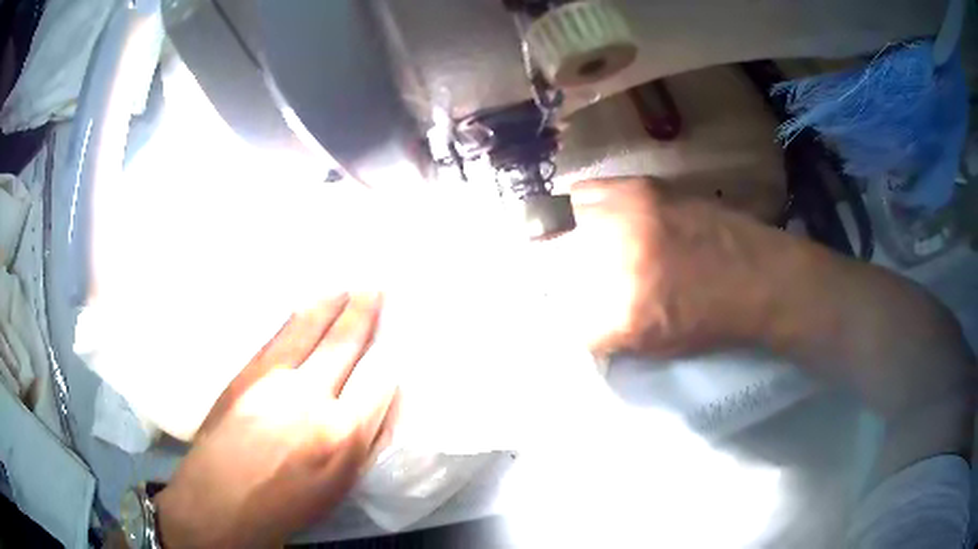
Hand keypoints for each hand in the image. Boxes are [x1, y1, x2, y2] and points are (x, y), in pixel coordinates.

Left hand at [153, 293, 398, 547]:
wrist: (222, 498)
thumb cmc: (287, 504)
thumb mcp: (339, 486)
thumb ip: (362, 443)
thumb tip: (375, 408)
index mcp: (342, 434)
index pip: (378, 382)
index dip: (387, 362)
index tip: (390, 346)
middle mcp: (311, 397)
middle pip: (344, 345)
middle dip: (362, 314)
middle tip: (374, 288)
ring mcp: (274, 379)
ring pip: (309, 330)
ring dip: (330, 306)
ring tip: (344, 288)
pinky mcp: (246, 372)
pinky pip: (277, 336)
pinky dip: (295, 318)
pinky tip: (304, 307)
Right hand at [544, 178, 787, 356]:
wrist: (756, 274)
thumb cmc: (711, 320)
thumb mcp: (654, 345)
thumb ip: (605, 331)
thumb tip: (572, 316)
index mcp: (622, 313)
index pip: (559, 315)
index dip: (559, 315)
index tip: (564, 312)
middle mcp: (616, 260)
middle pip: (553, 263)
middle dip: (558, 275)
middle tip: (570, 278)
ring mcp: (626, 217)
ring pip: (564, 223)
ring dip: (569, 238)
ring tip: (584, 246)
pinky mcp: (640, 188)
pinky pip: (586, 194)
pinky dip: (585, 209)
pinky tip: (599, 218)